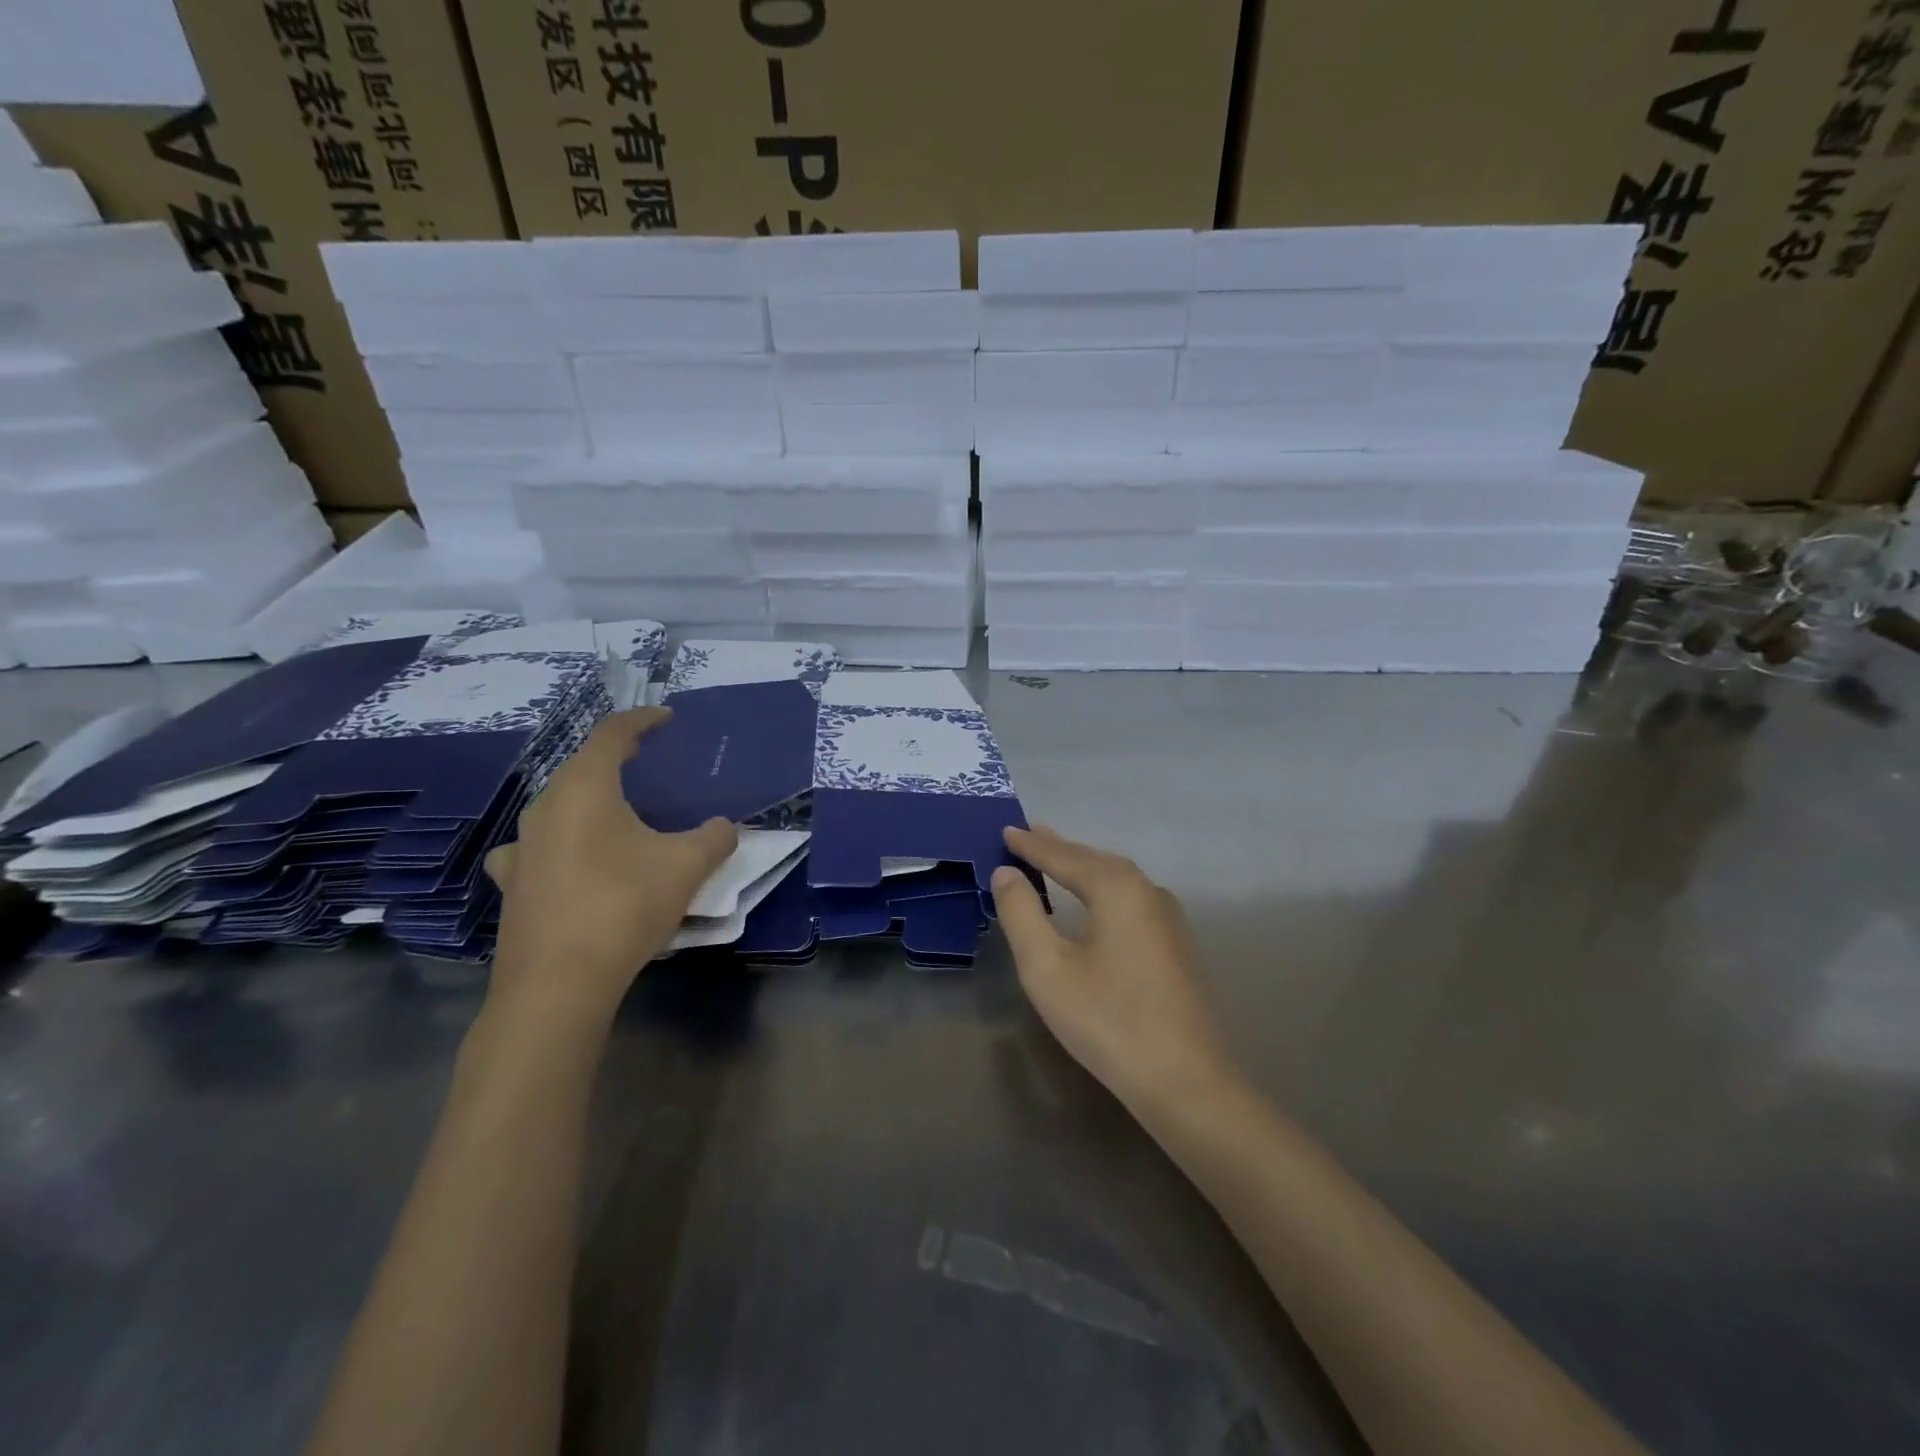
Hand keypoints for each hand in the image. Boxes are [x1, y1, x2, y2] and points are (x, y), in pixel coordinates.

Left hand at [484, 708, 736, 1027]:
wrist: (558, 983)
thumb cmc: (624, 905)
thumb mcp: (687, 866)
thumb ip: (714, 837)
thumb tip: (724, 827)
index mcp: (585, 788)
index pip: (612, 734)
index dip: (642, 719)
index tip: (666, 717)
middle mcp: (545, 808)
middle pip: (582, 767)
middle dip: (617, 759)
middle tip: (649, 763)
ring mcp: (521, 847)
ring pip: (559, 806)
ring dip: (589, 800)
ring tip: (617, 813)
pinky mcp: (512, 884)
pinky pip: (540, 846)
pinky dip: (563, 841)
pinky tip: (572, 861)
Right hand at [992, 825, 1236, 1115]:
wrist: (1187, 1082)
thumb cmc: (1107, 1020)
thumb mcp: (1047, 967)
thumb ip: (1021, 913)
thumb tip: (1007, 873)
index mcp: (1116, 887)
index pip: (1063, 856)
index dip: (1031, 845)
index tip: (1006, 829)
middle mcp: (1148, 891)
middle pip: (1094, 861)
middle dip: (1059, 848)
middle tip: (1028, 835)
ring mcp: (1170, 918)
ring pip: (1117, 879)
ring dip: (1083, 867)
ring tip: (1056, 859)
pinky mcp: (1178, 945)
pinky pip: (1130, 900)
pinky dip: (1102, 890)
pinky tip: (1095, 903)